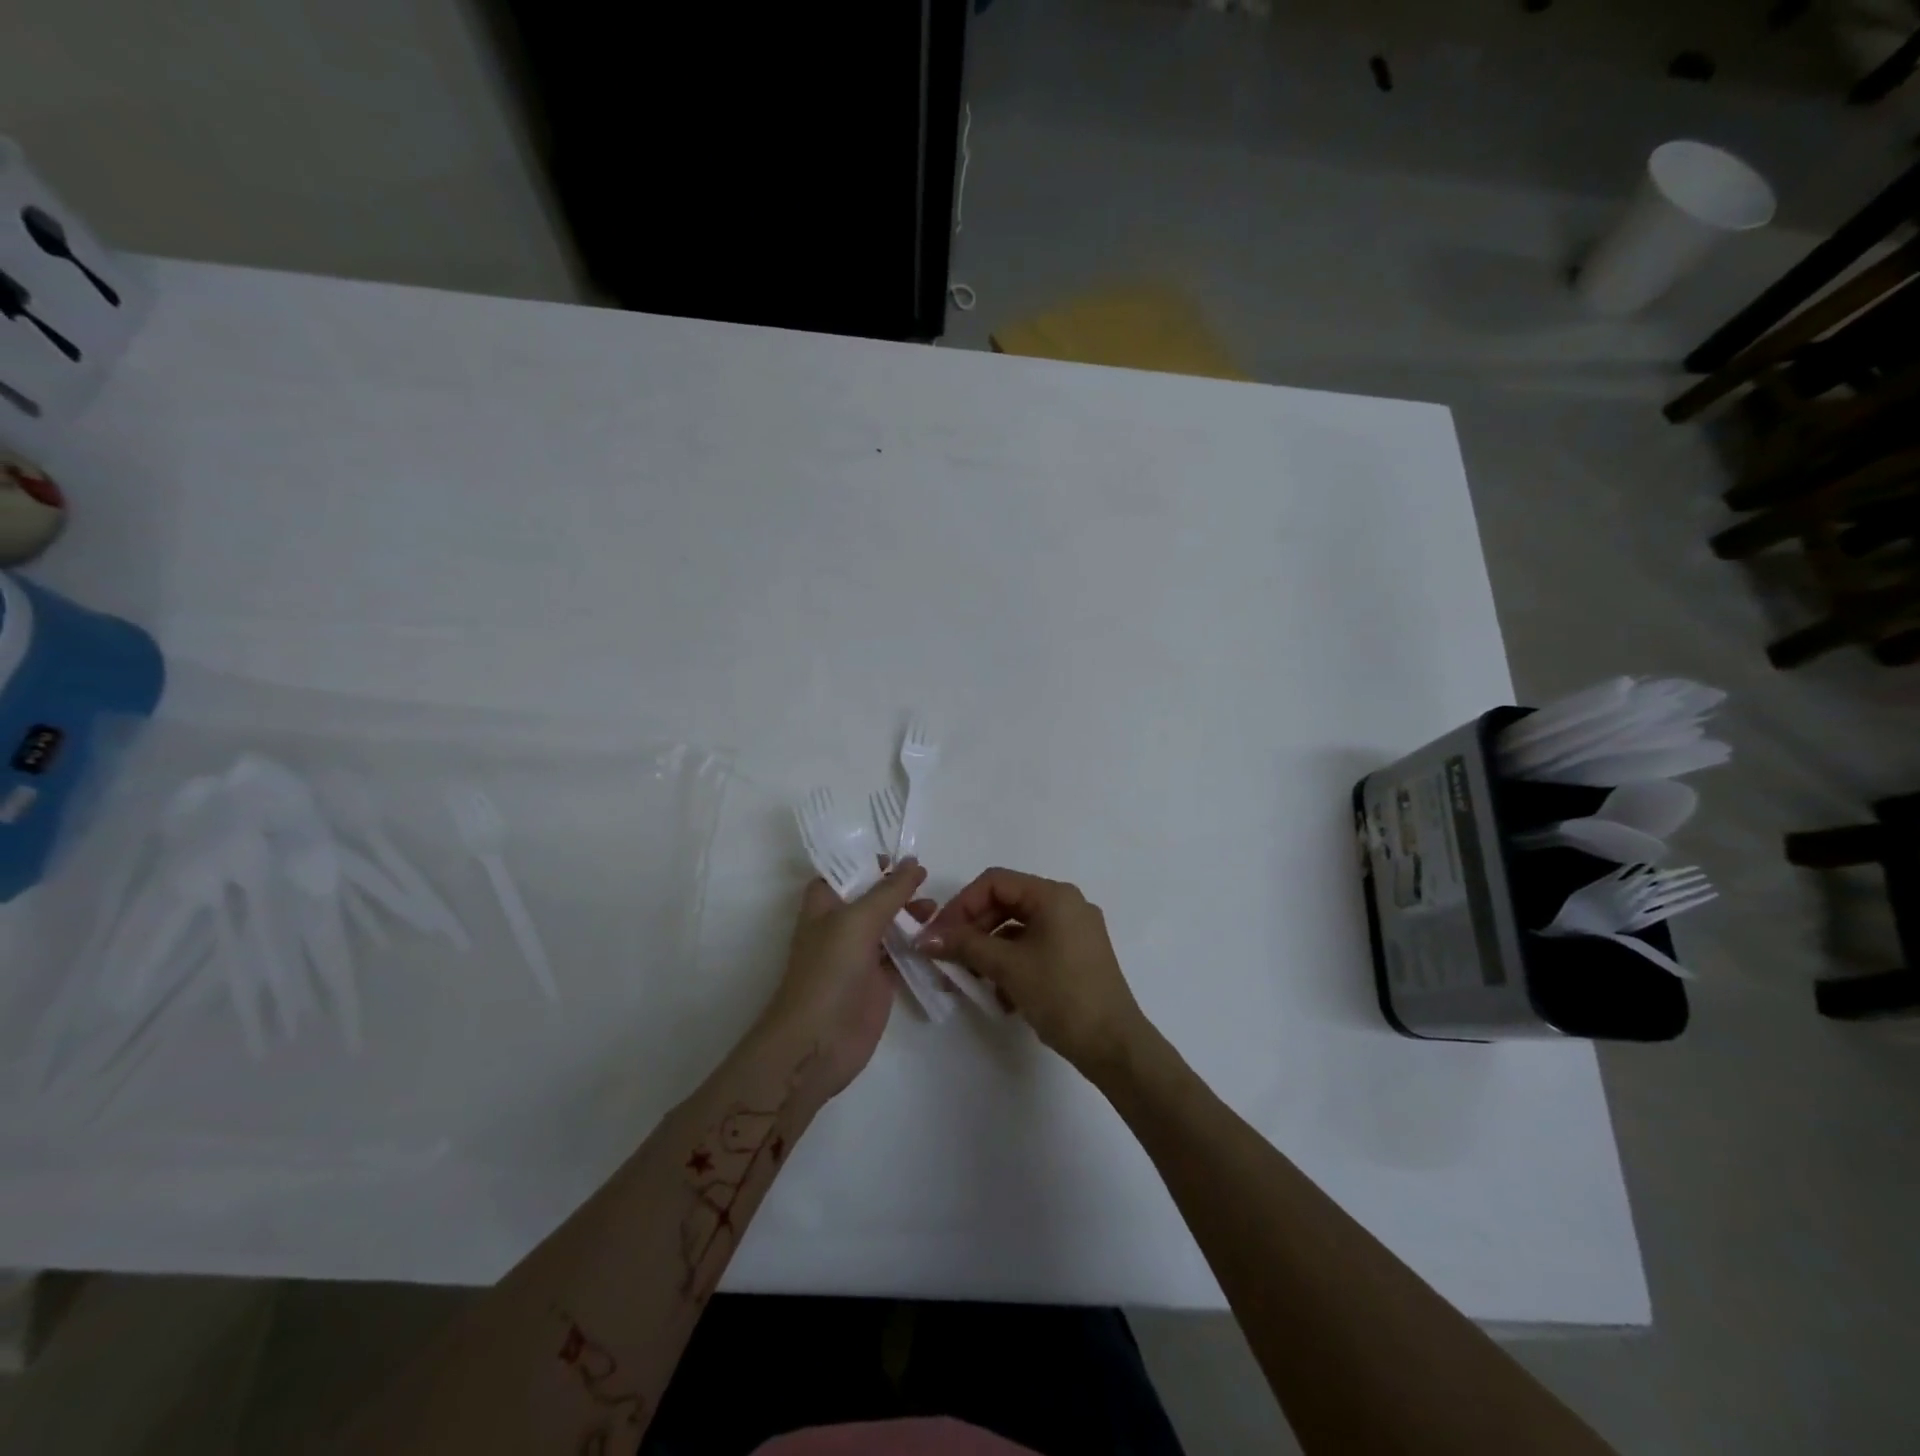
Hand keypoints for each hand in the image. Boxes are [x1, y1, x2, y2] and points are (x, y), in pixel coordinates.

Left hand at [758, 860, 932, 1098]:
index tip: (902, 857)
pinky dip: (918, 945)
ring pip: (888, 925)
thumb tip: (913, 862)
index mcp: (824, 904)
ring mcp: (859, 955)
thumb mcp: (858, 920)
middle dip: (898, 888)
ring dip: (911, 915)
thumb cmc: (829, 970)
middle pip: (872, 897)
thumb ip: (889, 891)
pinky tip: (940, 938)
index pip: (845, 871)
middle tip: (927, 884)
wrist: (818, 1042)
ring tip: (936, 912)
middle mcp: (840, 925)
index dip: (868, 862)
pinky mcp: (877, 981)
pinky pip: (901, 955)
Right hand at [916, 868, 1148, 1076]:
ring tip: (970, 979)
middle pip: (1006, 903)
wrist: (1114, 1045)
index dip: (960, 905)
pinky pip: (1034, 947)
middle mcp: (1067, 904)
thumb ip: (965, 945)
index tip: (938, 934)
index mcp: (1054, 896)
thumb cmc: (1061, 995)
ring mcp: (1075, 931)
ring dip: (989, 949)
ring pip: (1018, 928)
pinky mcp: (1077, 956)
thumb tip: (925, 938)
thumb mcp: (1008, 967)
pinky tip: (1000, 995)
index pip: (994, 882)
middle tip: (948, 956)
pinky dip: (1011, 963)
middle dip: (973, 929)